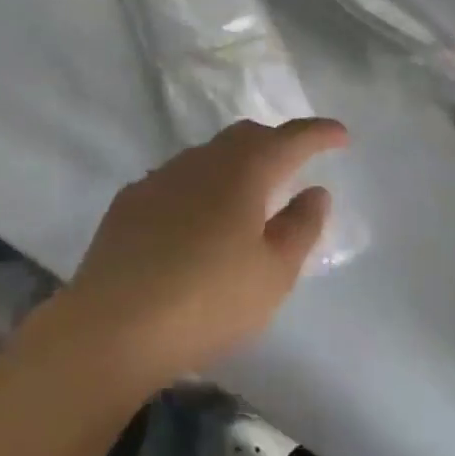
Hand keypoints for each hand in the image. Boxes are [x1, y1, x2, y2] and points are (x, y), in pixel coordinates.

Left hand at [51, 118, 346, 395]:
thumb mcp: (272, 274)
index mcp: (242, 172)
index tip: (340, 134)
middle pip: (245, 136)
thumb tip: (315, 190)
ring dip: (236, 163)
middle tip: (296, 160)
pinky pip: (178, 178)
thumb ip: (300, 227)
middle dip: (275, 142)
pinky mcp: (132, 198)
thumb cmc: (208, 301)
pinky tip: (199, 218)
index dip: (317, 133)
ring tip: (250, 193)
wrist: (114, 322)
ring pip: (209, 154)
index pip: (289, 139)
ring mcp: (161, 175)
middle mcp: (201, 160)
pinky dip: (201, 186)